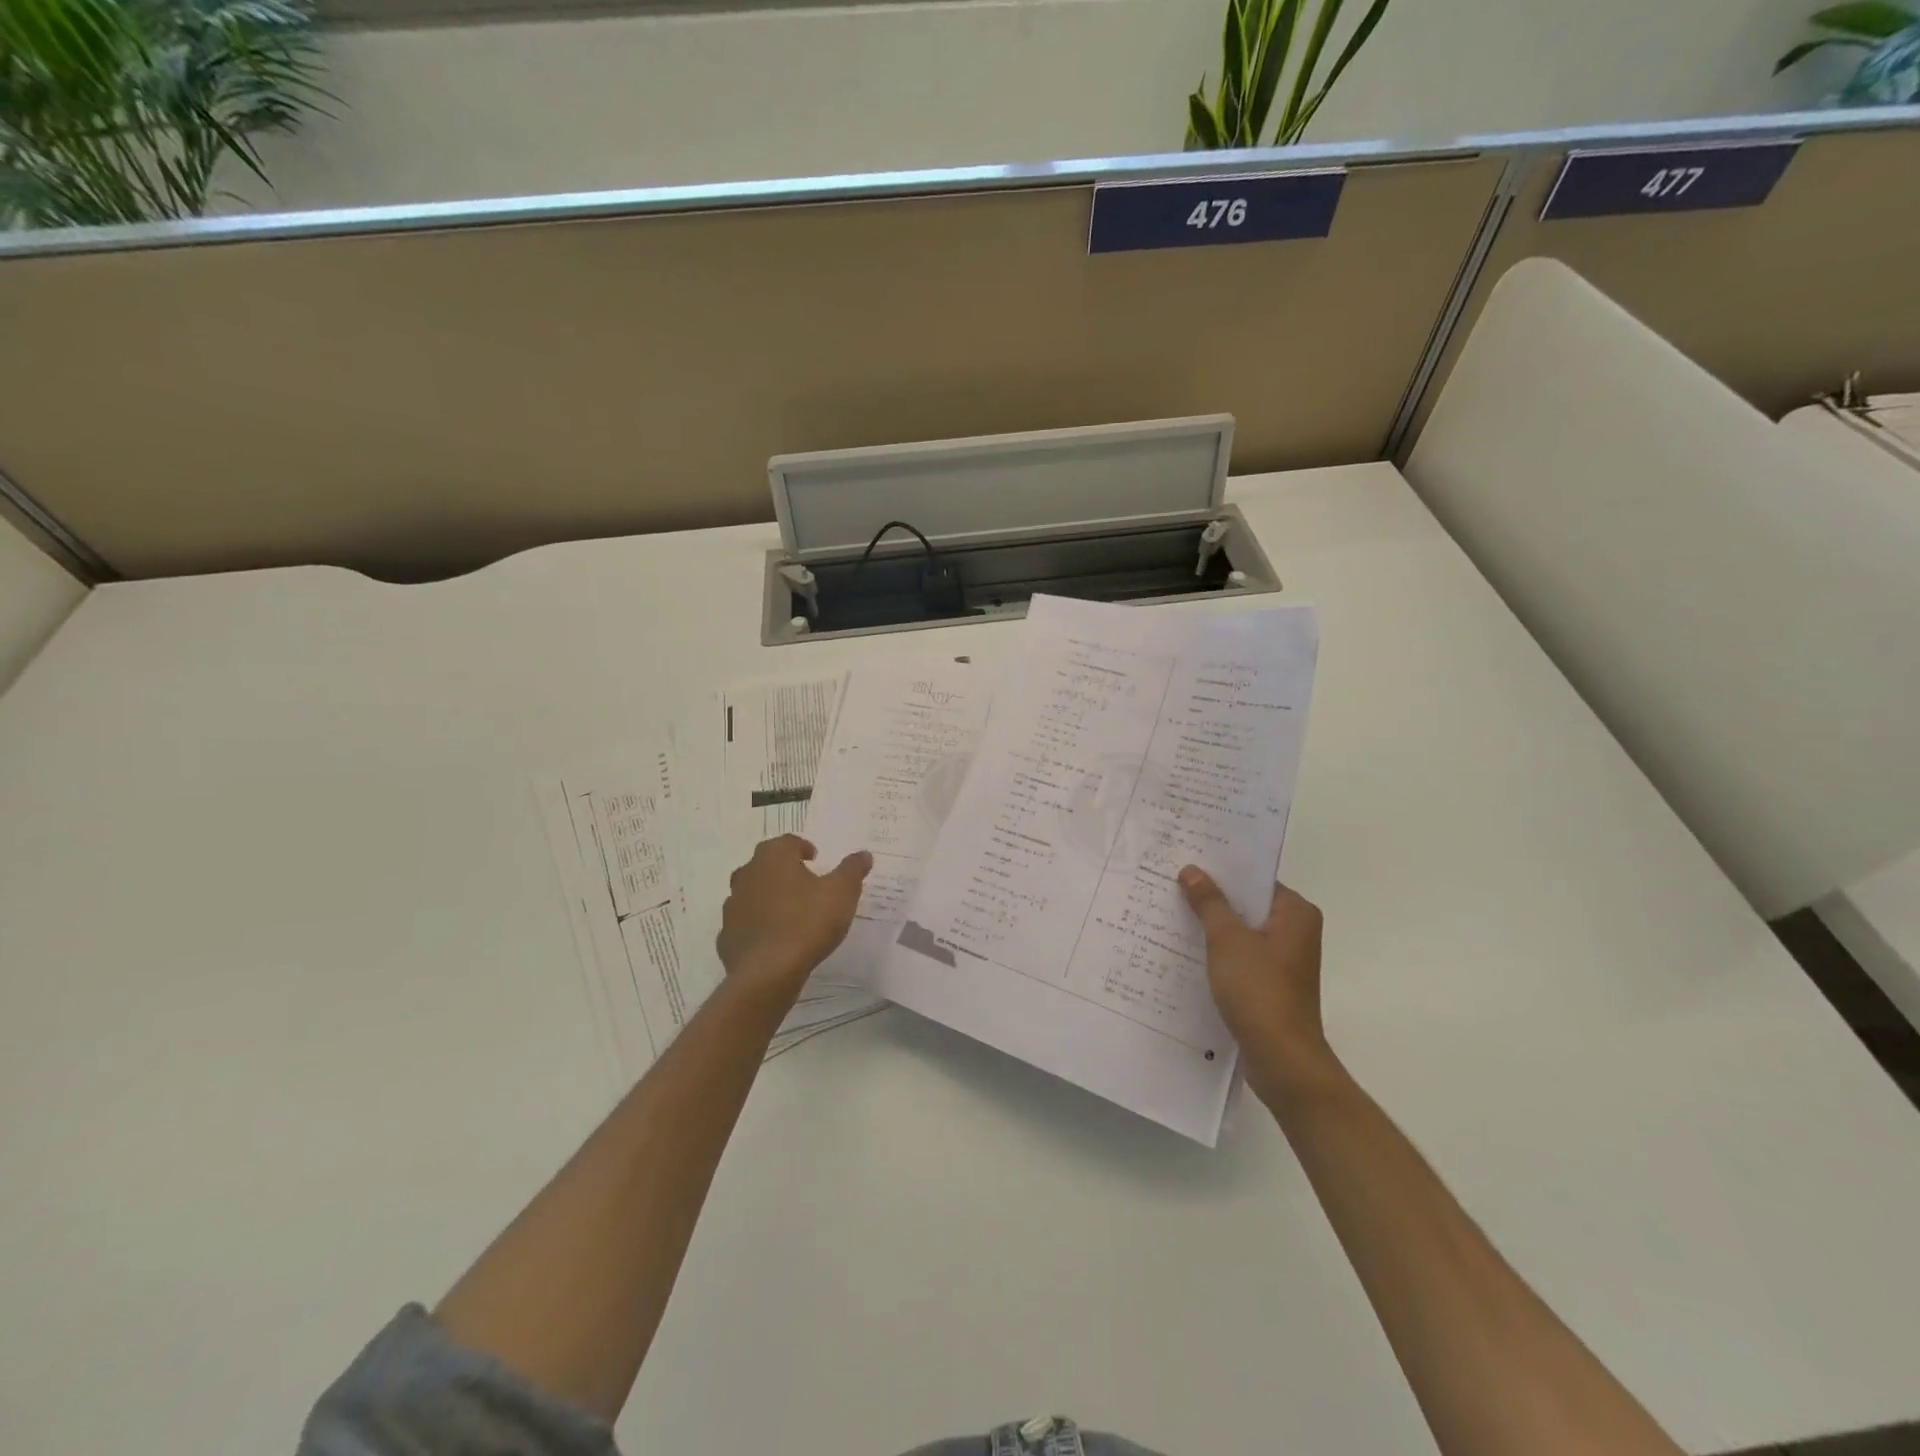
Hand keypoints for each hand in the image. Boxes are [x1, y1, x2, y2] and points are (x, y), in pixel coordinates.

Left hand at [717, 836, 872, 997]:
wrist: (766, 973)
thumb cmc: (807, 922)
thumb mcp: (842, 892)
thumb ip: (852, 870)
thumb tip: (863, 854)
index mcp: (773, 857)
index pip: (788, 842)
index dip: (803, 848)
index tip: (815, 859)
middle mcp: (748, 874)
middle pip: (766, 864)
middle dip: (784, 870)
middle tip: (805, 883)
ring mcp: (733, 905)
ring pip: (752, 893)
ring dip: (769, 897)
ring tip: (791, 912)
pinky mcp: (727, 935)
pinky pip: (745, 923)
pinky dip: (758, 925)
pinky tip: (775, 938)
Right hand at [1179, 867, 1335, 1097]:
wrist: (1282, 1059)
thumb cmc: (1259, 990)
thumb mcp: (1227, 940)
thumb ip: (1209, 903)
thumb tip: (1192, 870)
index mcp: (1295, 914)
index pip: (1255, 880)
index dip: (1222, 871)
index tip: (1187, 861)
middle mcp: (1295, 932)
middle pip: (1247, 905)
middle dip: (1212, 898)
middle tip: (1171, 883)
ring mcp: (1283, 961)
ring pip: (1241, 932)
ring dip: (1211, 926)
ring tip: (1170, 912)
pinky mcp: (1270, 984)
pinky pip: (1240, 956)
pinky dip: (1217, 952)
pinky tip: (1185, 949)